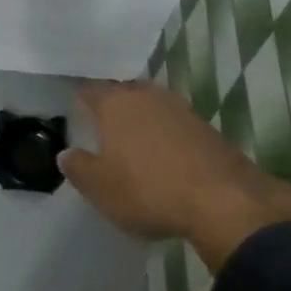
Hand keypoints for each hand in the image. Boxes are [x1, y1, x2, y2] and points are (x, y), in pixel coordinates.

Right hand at [61, 81, 290, 271]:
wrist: (223, 200)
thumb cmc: (149, 189)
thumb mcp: (100, 188)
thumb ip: (78, 167)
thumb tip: (67, 153)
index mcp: (116, 103)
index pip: (90, 90)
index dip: (80, 100)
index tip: (75, 113)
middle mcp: (147, 95)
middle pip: (123, 93)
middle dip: (113, 107)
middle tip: (102, 129)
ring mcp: (180, 108)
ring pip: (151, 106)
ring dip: (142, 121)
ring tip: (133, 144)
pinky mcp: (205, 127)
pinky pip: (174, 125)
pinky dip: (166, 136)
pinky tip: (164, 158)